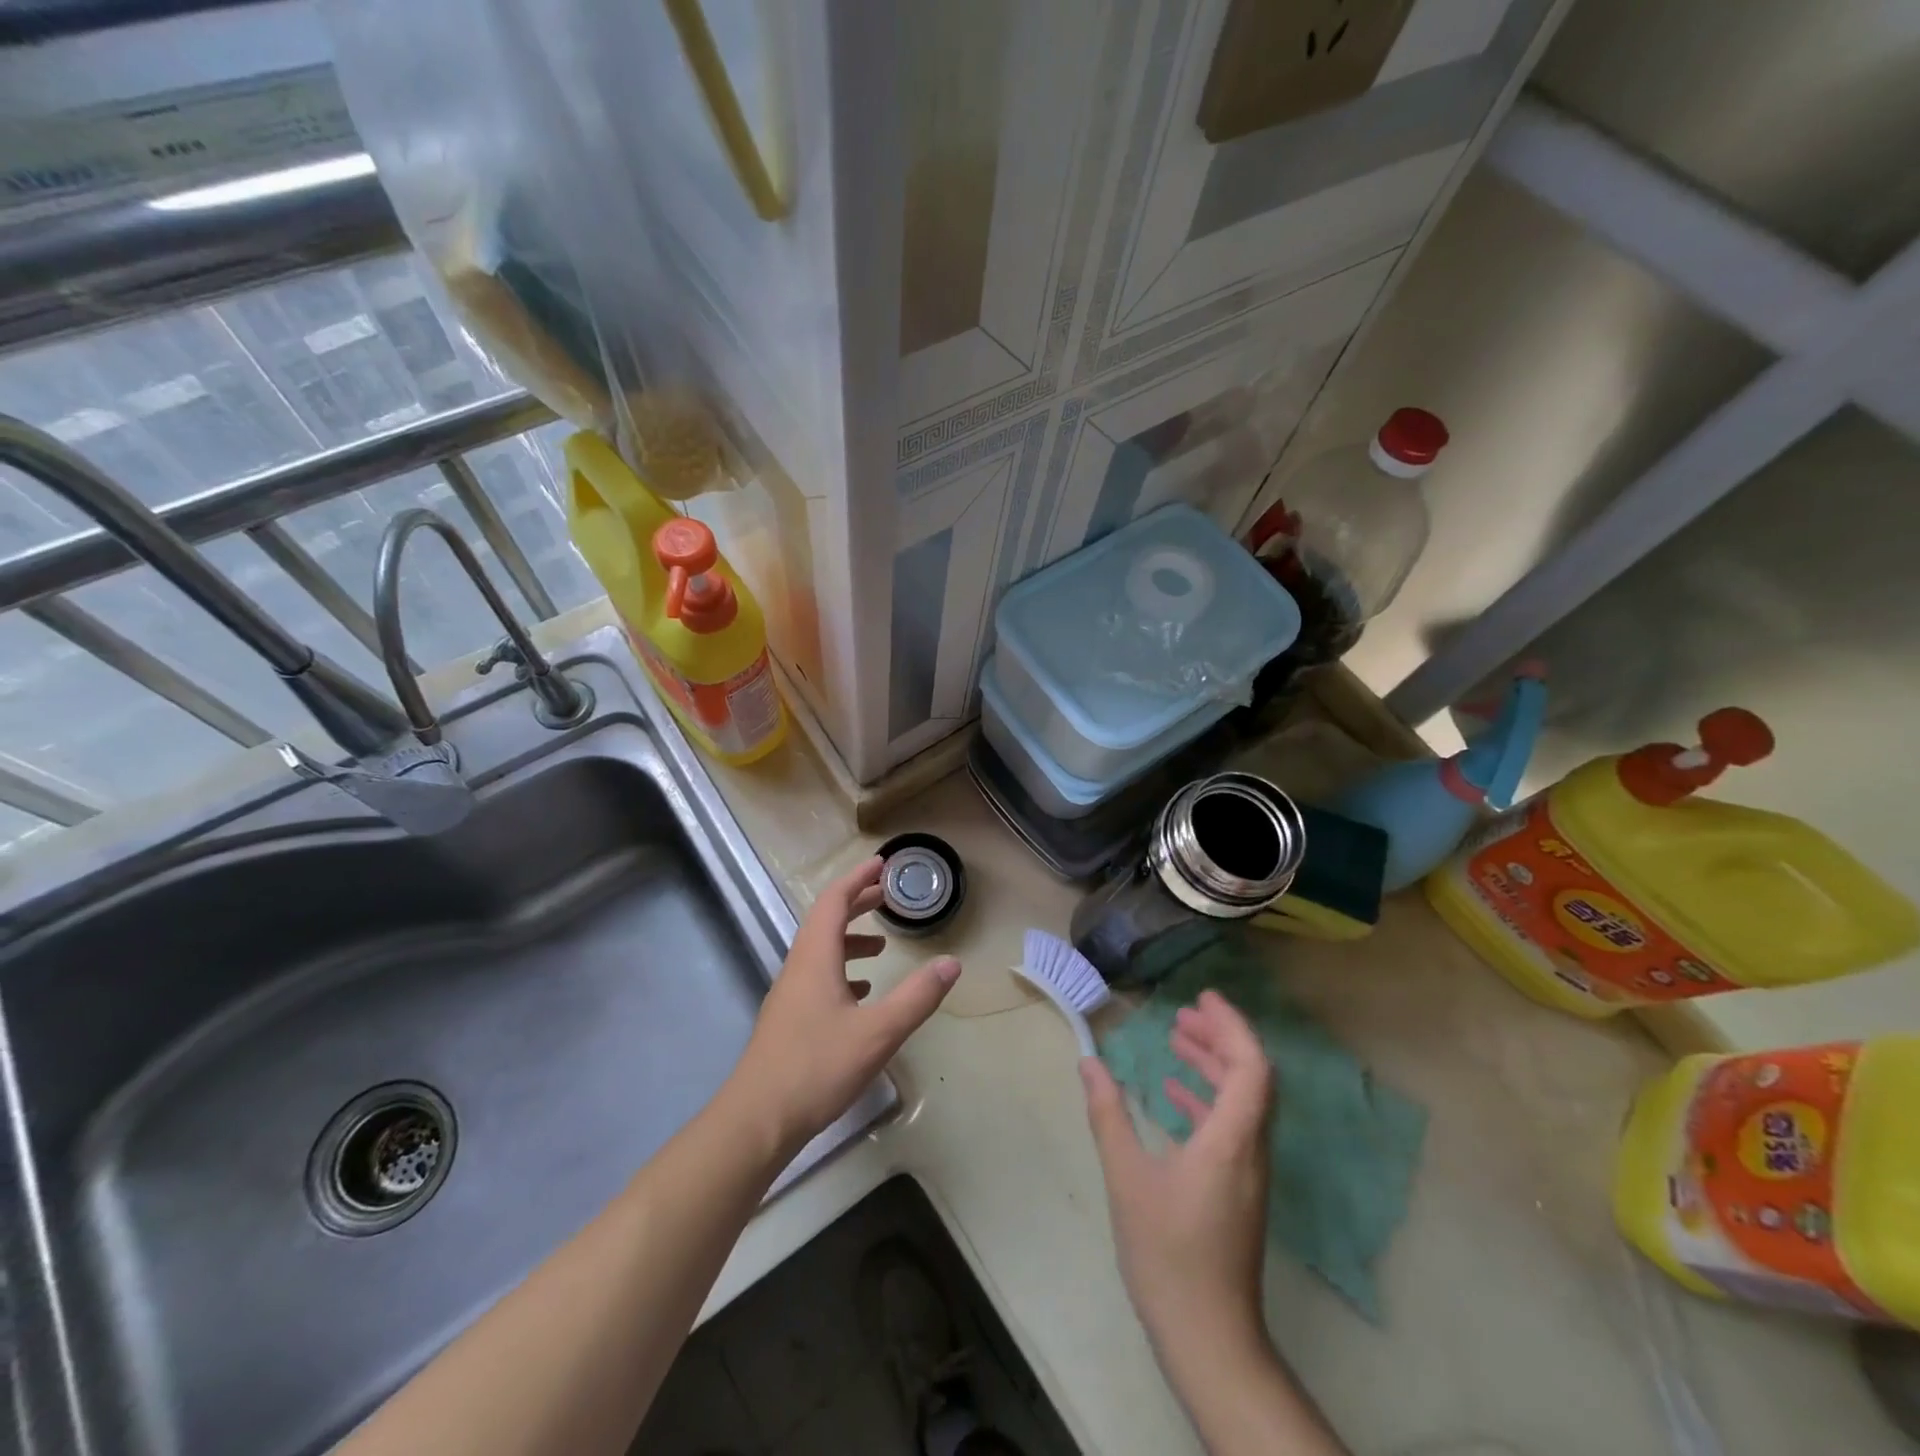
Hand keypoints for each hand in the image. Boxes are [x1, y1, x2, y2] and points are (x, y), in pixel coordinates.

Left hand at [729, 856, 959, 1158]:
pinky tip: (860, 995)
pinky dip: (842, 971)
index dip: (857, 879)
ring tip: (881, 945)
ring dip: (850, 939)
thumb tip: (951, 963)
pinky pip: (817, 978)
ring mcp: (789, 996)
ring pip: (820, 952)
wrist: (757, 1121)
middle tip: (887, 895)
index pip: (834, 902)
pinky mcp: (788, 1021)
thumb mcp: (877, 1032)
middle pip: (826, 921)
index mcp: (815, 958)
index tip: (881, 864)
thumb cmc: (816, 1068)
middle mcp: (798, 968)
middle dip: (856, 903)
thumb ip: (916, 997)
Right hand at [1080, 990, 1274, 1359]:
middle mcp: (1250, 1149)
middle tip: (1183, 1014)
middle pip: (1251, 1077)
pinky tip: (1173, 1096)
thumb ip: (1109, 1115)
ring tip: (1176, 1040)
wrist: (1208, 1338)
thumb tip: (1089, 1063)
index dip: (1232, 1026)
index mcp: (1232, 1140)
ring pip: (1242, 1101)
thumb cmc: (1168, 1254)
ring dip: (1214, 1066)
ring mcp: (1248, 1172)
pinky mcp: (1238, 1190)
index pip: (1251, 1066)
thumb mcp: (1128, 1179)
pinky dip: (1207, 1099)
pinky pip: (1232, 1127)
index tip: (1202, 999)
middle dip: (1220, 1038)